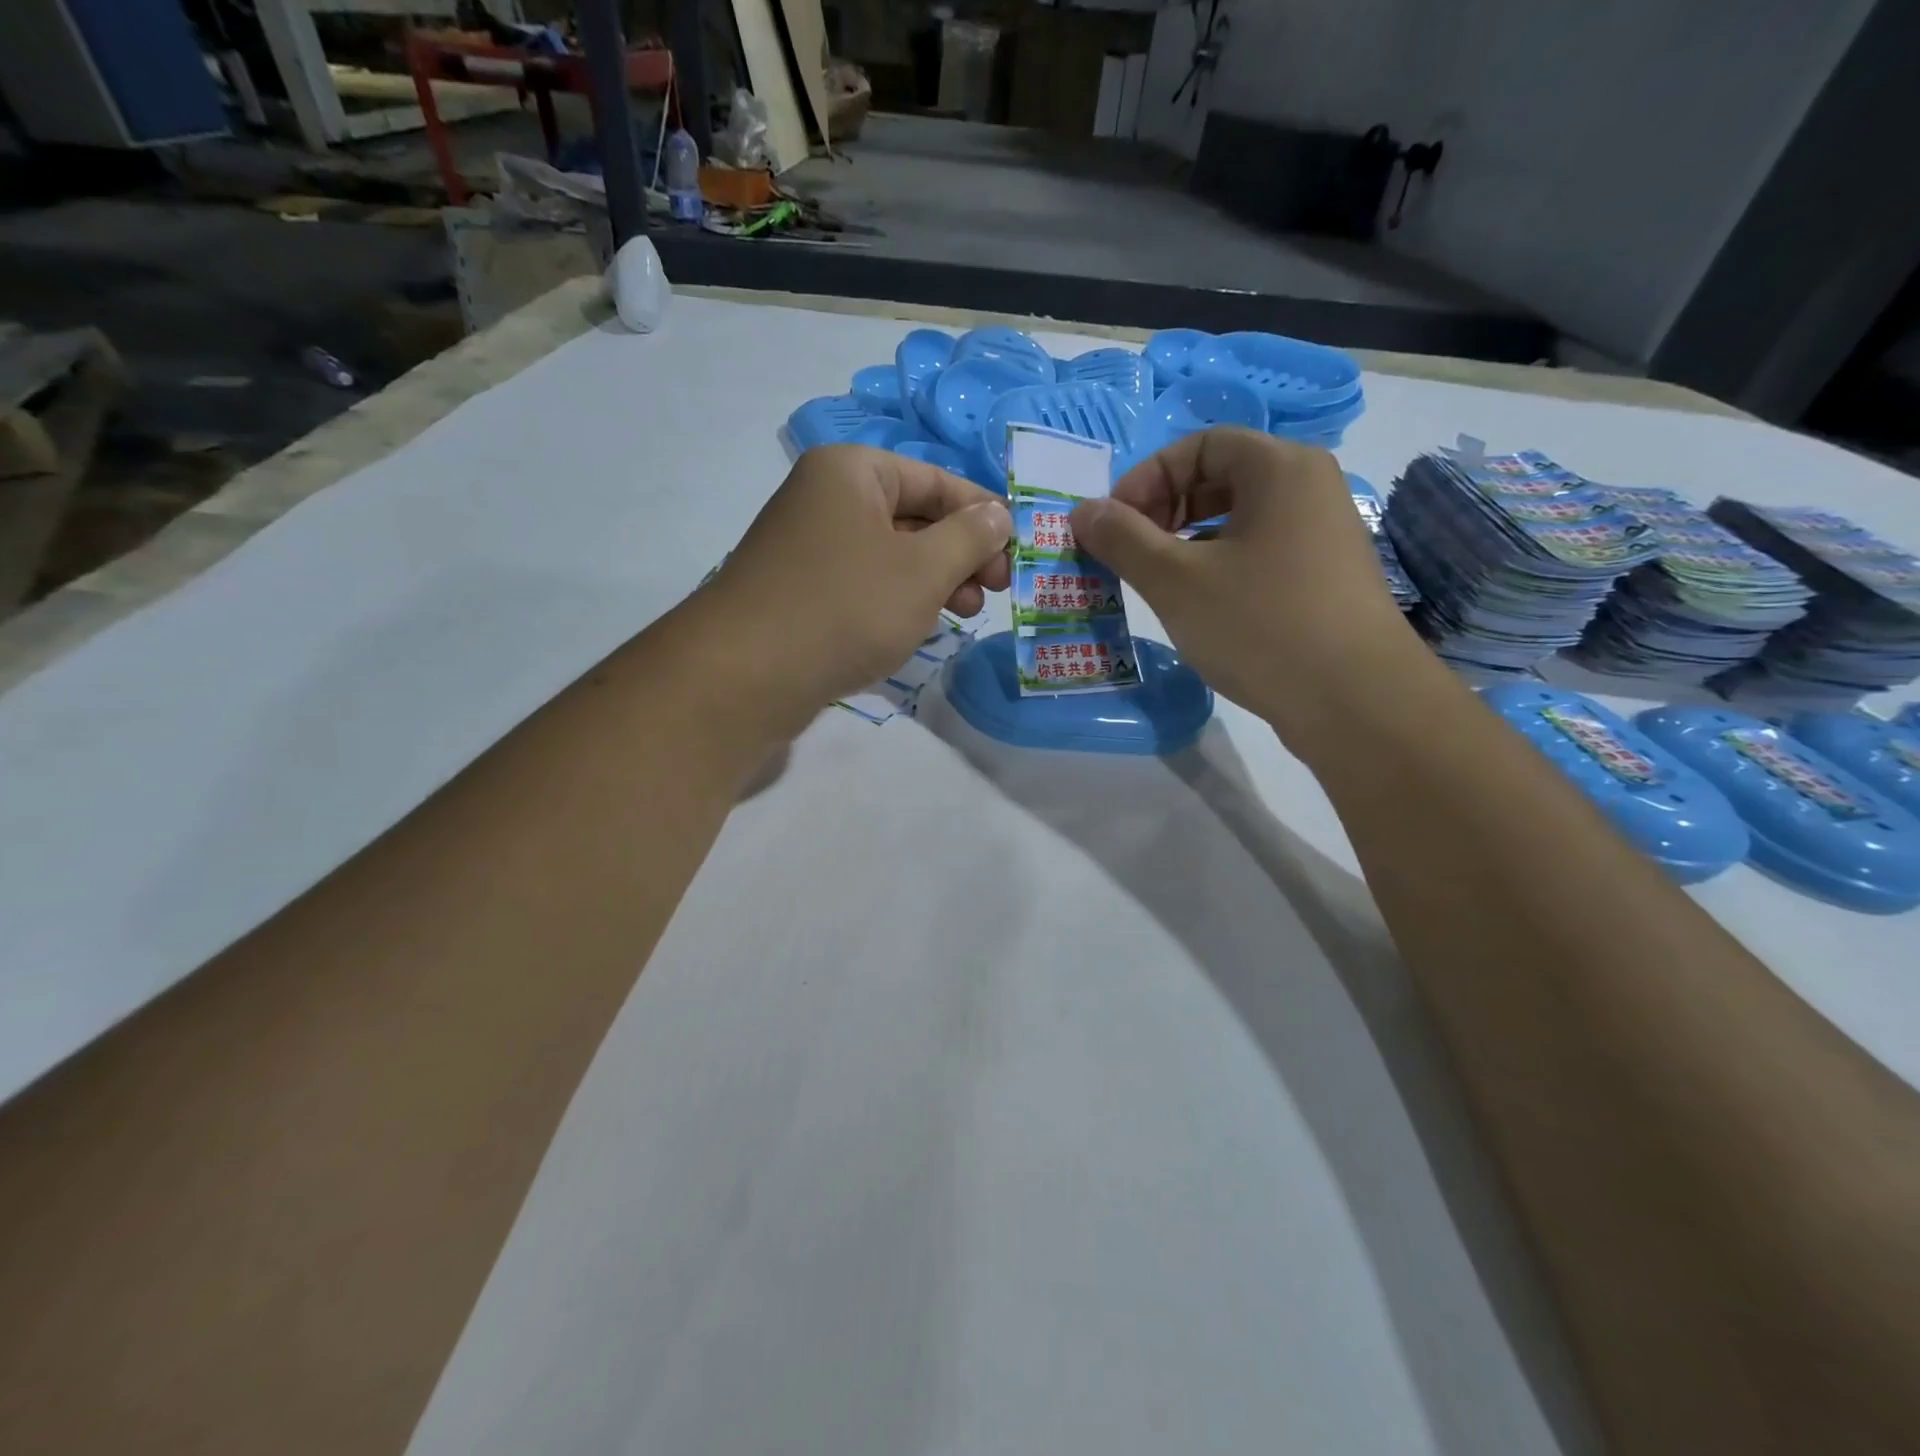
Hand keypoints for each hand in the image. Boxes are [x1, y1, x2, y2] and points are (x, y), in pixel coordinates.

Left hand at [701, 445, 1011, 731]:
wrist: (747, 675)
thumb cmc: (846, 607)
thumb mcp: (923, 570)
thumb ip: (969, 538)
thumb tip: (998, 514)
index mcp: (852, 472)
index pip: (936, 480)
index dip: (983, 513)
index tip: (1017, 551)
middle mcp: (826, 499)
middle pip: (913, 516)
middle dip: (960, 553)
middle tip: (995, 591)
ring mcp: (809, 547)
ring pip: (890, 554)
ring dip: (935, 580)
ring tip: (965, 613)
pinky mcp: (801, 591)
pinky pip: (864, 583)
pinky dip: (898, 599)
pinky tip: (919, 625)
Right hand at [1069, 428, 1422, 742]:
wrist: (1355, 700)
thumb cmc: (1259, 624)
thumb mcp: (1175, 581)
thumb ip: (1123, 540)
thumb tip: (1083, 511)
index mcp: (1279, 468)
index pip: (1199, 445)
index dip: (1146, 479)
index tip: (1115, 525)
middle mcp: (1309, 487)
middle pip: (1221, 476)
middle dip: (1164, 509)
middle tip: (1131, 553)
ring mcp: (1324, 534)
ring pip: (1239, 518)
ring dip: (1188, 541)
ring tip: (1159, 582)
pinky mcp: (1326, 577)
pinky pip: (1261, 550)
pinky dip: (1220, 565)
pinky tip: (1202, 606)